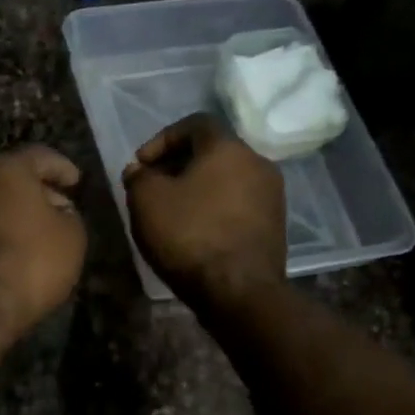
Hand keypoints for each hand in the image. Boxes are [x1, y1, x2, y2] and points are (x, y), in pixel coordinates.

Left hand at [0, 145, 87, 345]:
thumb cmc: (30, 262)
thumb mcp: (72, 237)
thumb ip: (68, 215)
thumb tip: (58, 210)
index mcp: (5, 168)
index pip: (39, 156)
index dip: (61, 168)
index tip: (75, 181)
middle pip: (4, 177)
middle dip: (28, 191)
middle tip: (50, 208)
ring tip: (19, 233)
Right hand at [123, 113, 284, 308]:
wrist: (239, 291)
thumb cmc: (190, 235)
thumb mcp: (146, 201)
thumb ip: (139, 177)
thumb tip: (140, 170)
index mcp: (228, 147)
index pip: (195, 123)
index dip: (162, 139)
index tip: (141, 164)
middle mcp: (257, 163)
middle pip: (213, 151)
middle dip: (178, 165)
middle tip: (153, 186)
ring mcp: (271, 195)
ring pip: (227, 179)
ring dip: (197, 188)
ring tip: (172, 211)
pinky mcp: (275, 225)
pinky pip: (238, 203)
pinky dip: (215, 208)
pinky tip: (195, 231)